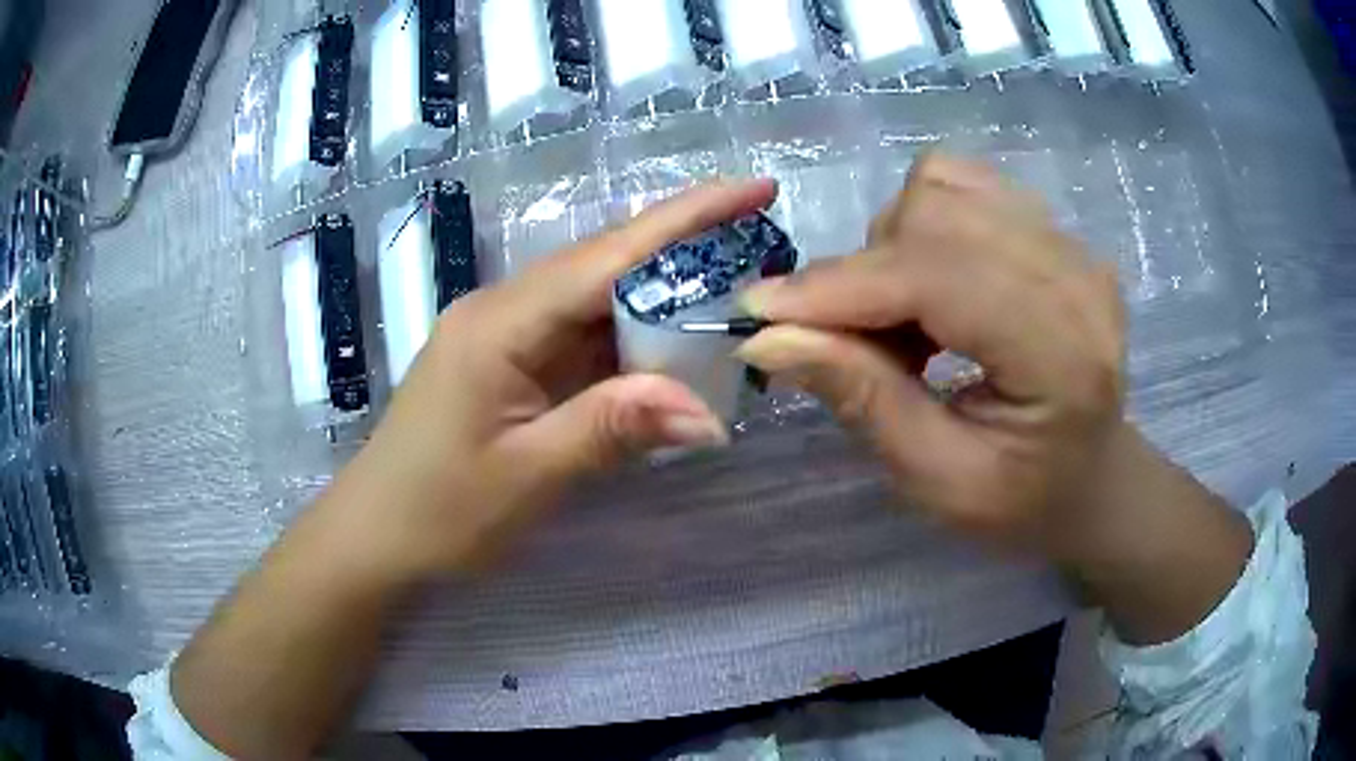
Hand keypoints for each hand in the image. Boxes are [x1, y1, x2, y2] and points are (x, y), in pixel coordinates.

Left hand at [336, 179, 778, 581]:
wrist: (376, 538)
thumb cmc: (437, 512)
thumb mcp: (526, 477)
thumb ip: (611, 430)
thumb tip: (709, 414)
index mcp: (501, 322)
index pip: (609, 254)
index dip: (688, 217)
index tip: (756, 187)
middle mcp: (504, 311)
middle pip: (608, 266)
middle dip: (689, 250)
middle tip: (768, 247)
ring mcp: (507, 336)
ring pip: (601, 301)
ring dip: (667, 298)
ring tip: (742, 293)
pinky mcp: (513, 365)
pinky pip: (585, 339)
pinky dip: (636, 341)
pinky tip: (679, 347)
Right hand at [736, 154, 1251, 642]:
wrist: (1091, 477)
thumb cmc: (1023, 500)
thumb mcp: (939, 481)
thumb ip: (863, 401)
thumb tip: (769, 338)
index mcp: (1064, 357)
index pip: (940, 278)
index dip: (843, 287)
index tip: (758, 312)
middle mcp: (1077, 278)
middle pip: (936, 213)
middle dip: (865, 270)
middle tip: (847, 338)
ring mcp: (1070, 244)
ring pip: (943, 187)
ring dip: (893, 246)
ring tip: (902, 319)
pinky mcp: (1054, 230)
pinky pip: (963, 186)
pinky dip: (921, 225)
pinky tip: (930, 286)